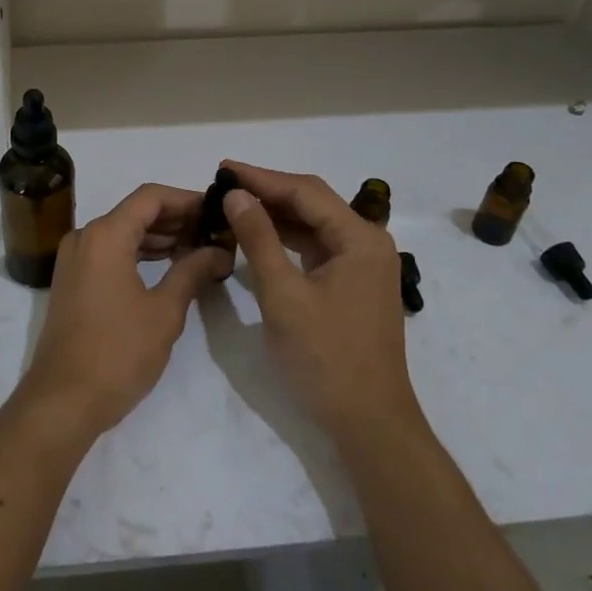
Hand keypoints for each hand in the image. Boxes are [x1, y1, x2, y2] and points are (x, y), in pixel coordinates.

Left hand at [21, 184, 233, 438]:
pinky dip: (139, 253)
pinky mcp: (73, 281)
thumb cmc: (117, 353)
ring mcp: (75, 259)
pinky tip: (169, 265)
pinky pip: (110, 252)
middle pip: (136, 212)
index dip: (187, 199)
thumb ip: (193, 271)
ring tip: (200, 248)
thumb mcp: (164, 311)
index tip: (217, 210)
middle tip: (215, 231)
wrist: (63, 400)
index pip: (151, 197)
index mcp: (105, 235)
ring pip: (123, 232)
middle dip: (177, 218)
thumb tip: (220, 251)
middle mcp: (85, 237)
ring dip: (160, 236)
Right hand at [220, 161, 417, 435]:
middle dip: (267, 191)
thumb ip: (259, 239)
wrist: (368, 422)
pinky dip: (286, 239)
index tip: (223, 169)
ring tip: (233, 204)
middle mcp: (367, 242)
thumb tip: (236, 195)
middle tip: (223, 184)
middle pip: (312, 203)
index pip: (305, 191)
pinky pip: (316, 247)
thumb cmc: (325, 357)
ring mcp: (362, 264)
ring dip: (275, 214)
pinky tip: (257, 235)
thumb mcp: (283, 295)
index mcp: (359, 238)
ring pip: (313, 225)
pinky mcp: (352, 283)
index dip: (262, 177)